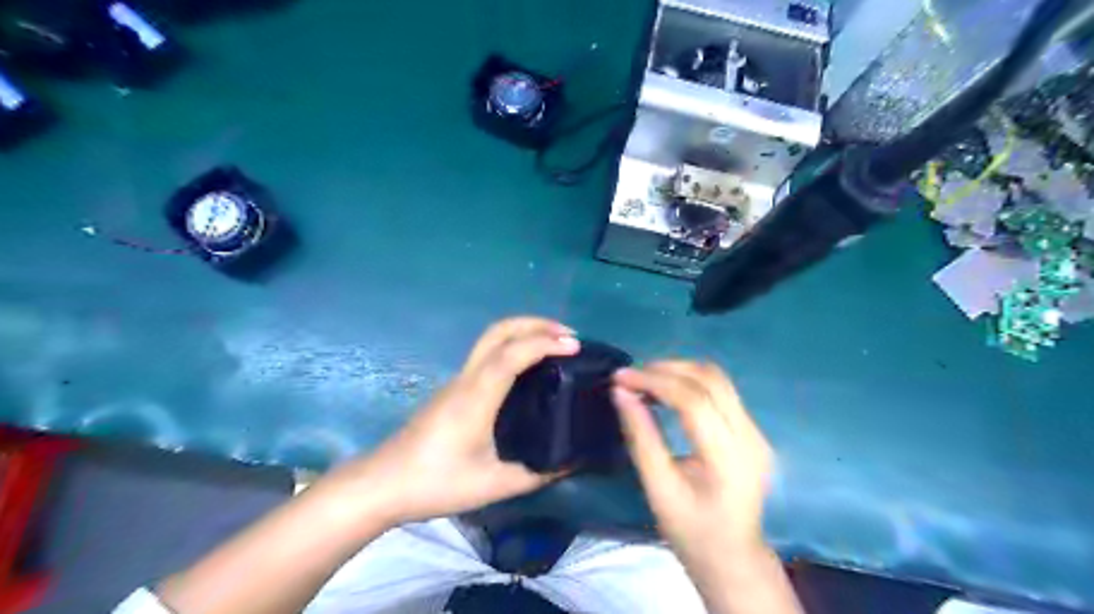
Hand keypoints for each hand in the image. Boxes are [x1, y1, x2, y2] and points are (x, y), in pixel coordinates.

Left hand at [321, 317, 580, 527]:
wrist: (383, 484)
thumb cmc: (436, 483)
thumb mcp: (493, 485)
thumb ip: (535, 474)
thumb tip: (570, 462)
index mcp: (477, 396)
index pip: (512, 354)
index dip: (545, 343)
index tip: (575, 346)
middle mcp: (467, 379)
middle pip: (498, 331)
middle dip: (535, 324)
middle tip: (568, 336)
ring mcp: (457, 381)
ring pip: (491, 339)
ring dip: (524, 333)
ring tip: (555, 347)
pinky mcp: (454, 390)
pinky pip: (487, 355)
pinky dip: (513, 347)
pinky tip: (529, 369)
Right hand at [613, 366, 773, 580]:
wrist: (733, 557)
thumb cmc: (691, 531)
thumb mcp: (658, 489)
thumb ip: (641, 437)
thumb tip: (621, 393)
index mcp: (729, 459)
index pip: (694, 401)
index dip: (655, 381)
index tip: (620, 377)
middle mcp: (750, 437)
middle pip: (711, 379)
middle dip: (666, 369)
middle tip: (630, 377)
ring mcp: (756, 431)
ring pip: (718, 379)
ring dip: (678, 371)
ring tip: (645, 380)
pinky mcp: (752, 430)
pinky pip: (721, 391)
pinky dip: (689, 382)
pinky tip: (666, 391)